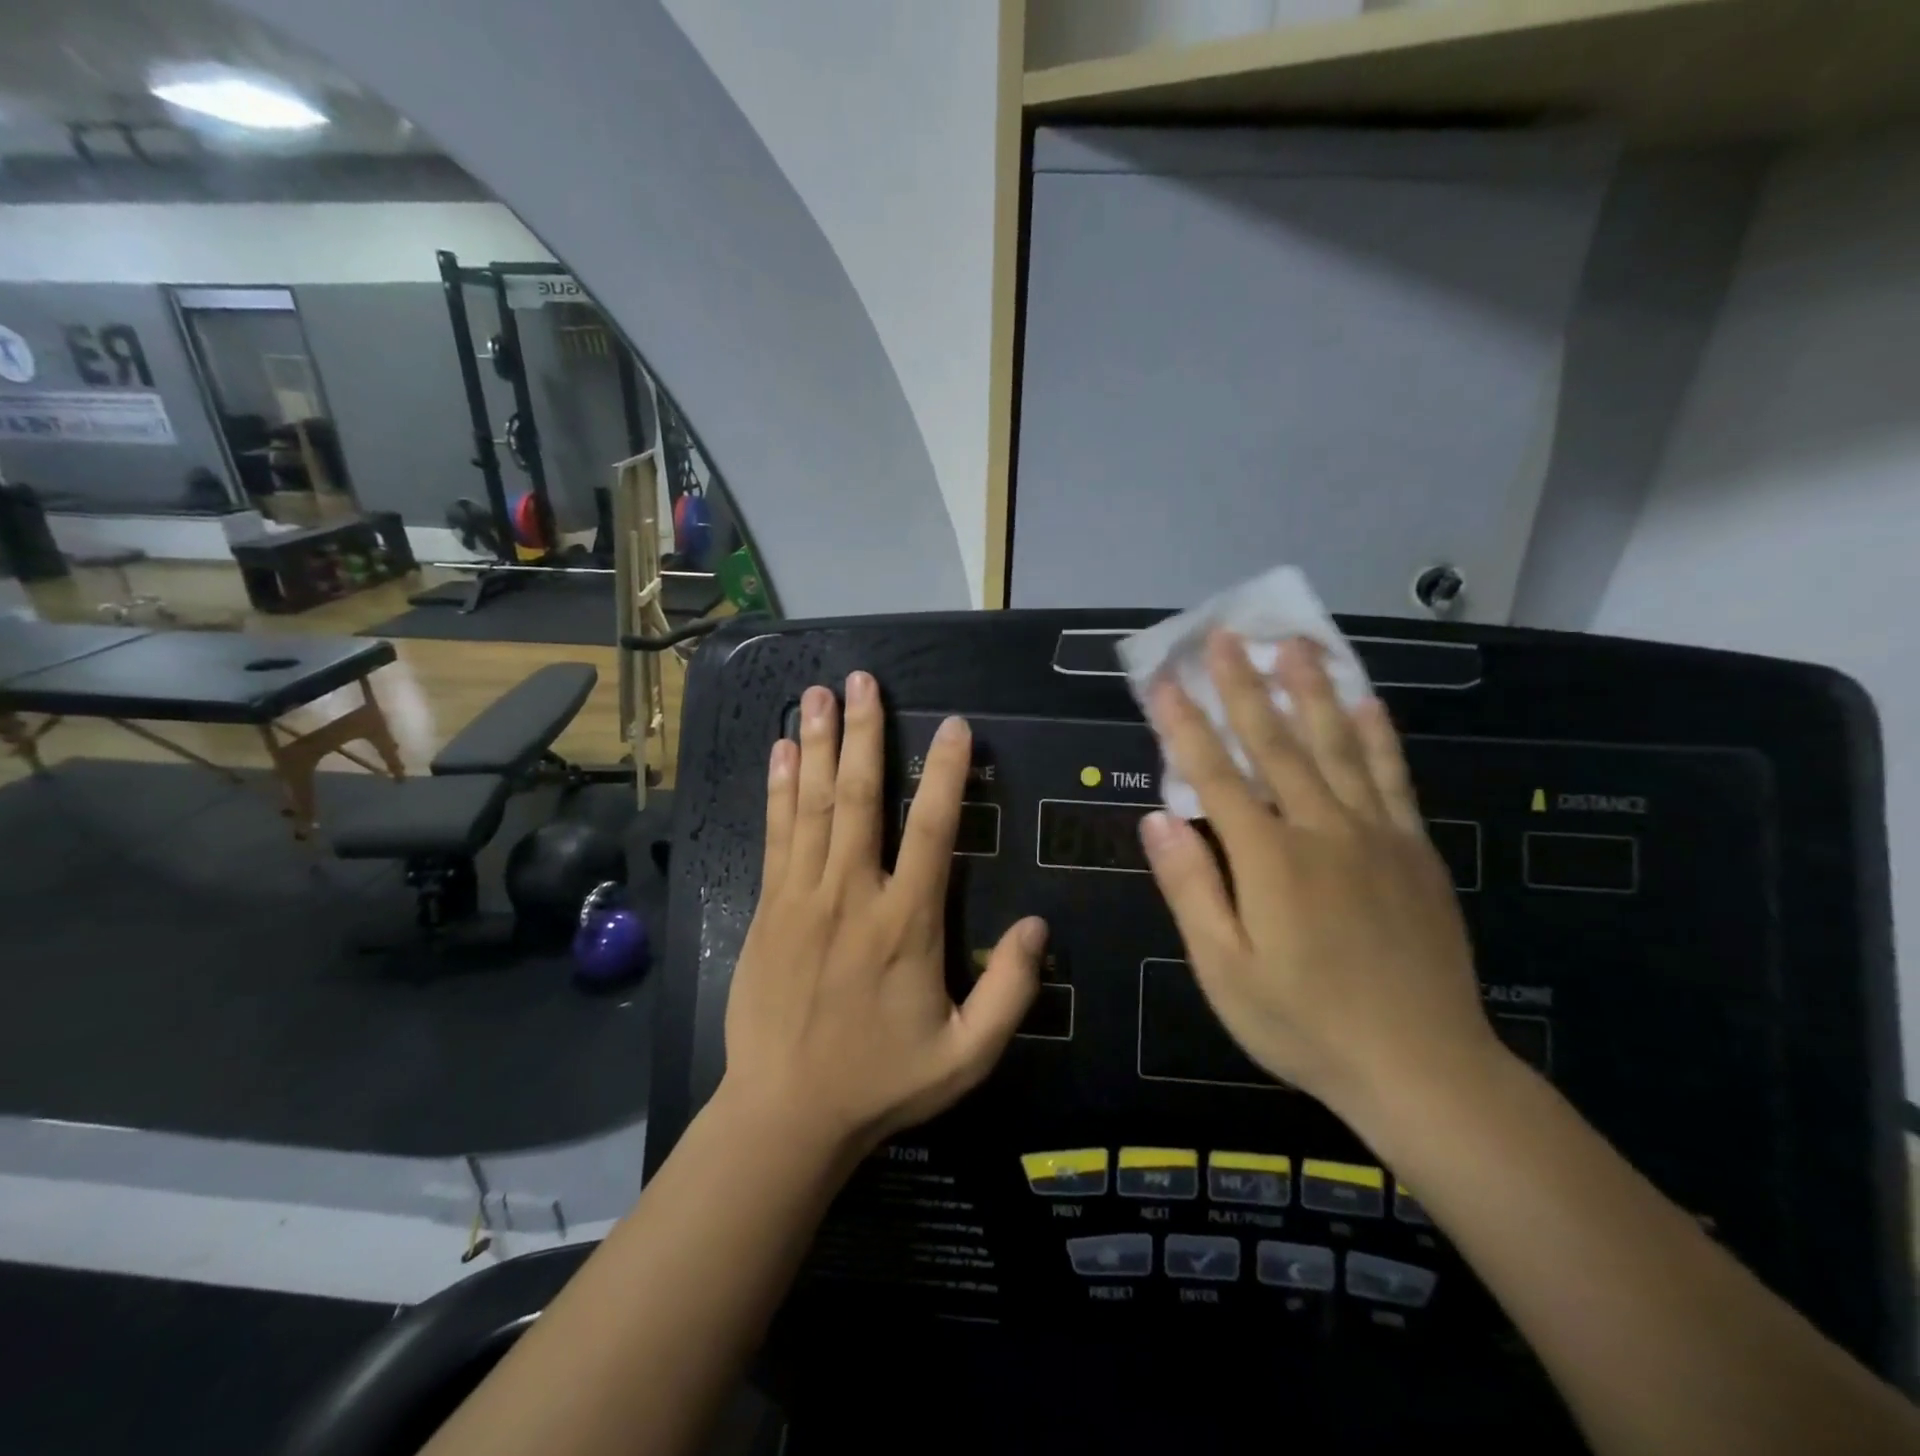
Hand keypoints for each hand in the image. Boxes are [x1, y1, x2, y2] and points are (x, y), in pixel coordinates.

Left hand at [720, 672, 1045, 1159]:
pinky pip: (776, 835)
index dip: (945, 773)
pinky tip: (778, 752)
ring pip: (811, 804)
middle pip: (857, 797)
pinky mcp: (769, 907)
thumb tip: (1039, 925)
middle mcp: (852, 893)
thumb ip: (1010, 991)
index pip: (932, 830)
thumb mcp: (966, 1055)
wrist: (786, 1113)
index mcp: (906, 922)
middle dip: (862, 733)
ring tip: (817, 694)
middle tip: (861, 681)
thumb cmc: (882, 1080)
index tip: (953, 726)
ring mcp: (802, 896)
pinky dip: (778, 789)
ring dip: (815, 744)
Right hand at [1138, 633, 1499, 1129]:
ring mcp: (1375, 835)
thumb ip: (1192, 888)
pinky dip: (1379, 735)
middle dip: (1243, 687)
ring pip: (1338, 746)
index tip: (1162, 681)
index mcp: (1269, 859)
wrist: (1423, 1067)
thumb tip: (1158, 818)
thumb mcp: (1225, 970)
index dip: (1184, 726)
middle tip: (1225, 636)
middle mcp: (1321, 830)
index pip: (1215, 775)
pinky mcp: (1414, 850)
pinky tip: (1367, 701)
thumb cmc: (1305, 1024)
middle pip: (1275, 744)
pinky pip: (1393, 778)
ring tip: (1295, 645)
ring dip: (1311, 691)